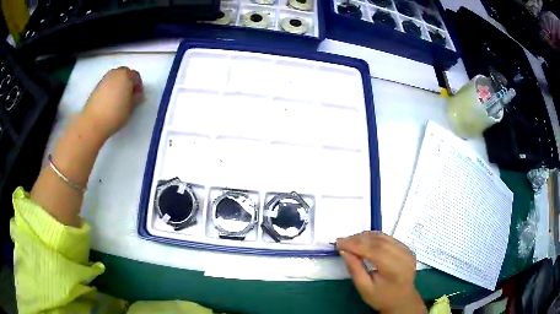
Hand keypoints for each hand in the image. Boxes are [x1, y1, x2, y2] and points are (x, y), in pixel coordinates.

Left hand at [81, 67, 143, 140]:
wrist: (93, 122)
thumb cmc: (115, 113)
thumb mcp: (131, 107)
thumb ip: (136, 98)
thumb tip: (136, 95)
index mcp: (126, 75)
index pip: (136, 76)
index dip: (138, 86)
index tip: (138, 97)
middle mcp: (115, 73)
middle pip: (125, 74)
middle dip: (128, 83)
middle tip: (130, 96)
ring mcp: (104, 79)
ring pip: (115, 79)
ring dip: (119, 86)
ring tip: (120, 100)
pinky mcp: (96, 87)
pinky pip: (108, 85)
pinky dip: (111, 90)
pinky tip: (111, 102)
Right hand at [337, 231, 425, 313]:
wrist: (402, 299)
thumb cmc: (381, 297)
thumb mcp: (364, 288)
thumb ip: (355, 269)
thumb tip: (344, 250)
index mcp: (395, 269)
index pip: (374, 250)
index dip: (355, 244)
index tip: (338, 243)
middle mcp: (403, 256)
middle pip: (379, 241)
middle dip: (358, 239)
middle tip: (341, 241)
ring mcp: (406, 250)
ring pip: (383, 237)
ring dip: (365, 236)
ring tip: (350, 240)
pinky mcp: (406, 248)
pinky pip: (388, 238)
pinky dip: (373, 237)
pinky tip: (363, 241)